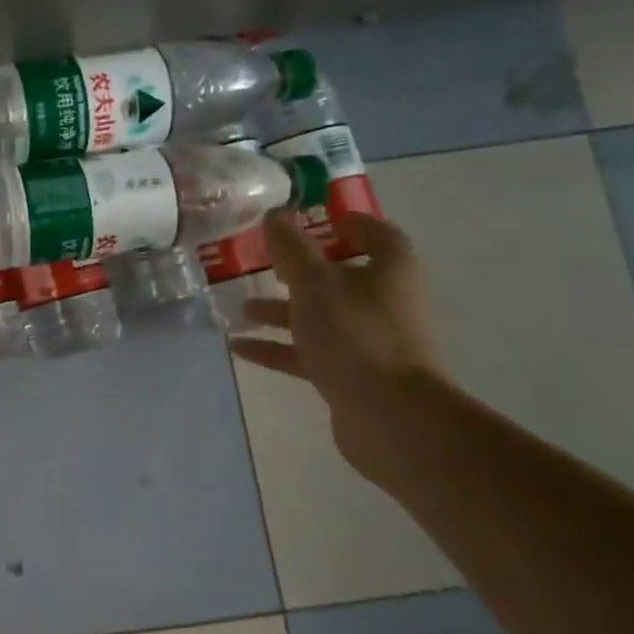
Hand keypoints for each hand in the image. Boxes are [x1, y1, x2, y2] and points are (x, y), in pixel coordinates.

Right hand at [229, 210, 447, 472]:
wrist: (393, 418)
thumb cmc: (357, 335)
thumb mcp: (314, 283)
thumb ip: (291, 248)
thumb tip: (276, 214)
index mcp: (389, 270)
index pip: (375, 233)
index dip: (347, 222)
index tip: (313, 217)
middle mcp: (384, 301)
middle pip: (340, 276)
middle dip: (300, 270)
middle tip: (263, 261)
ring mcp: (369, 341)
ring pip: (320, 317)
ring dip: (281, 311)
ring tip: (240, 307)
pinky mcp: (353, 375)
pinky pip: (309, 353)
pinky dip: (276, 348)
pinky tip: (239, 347)